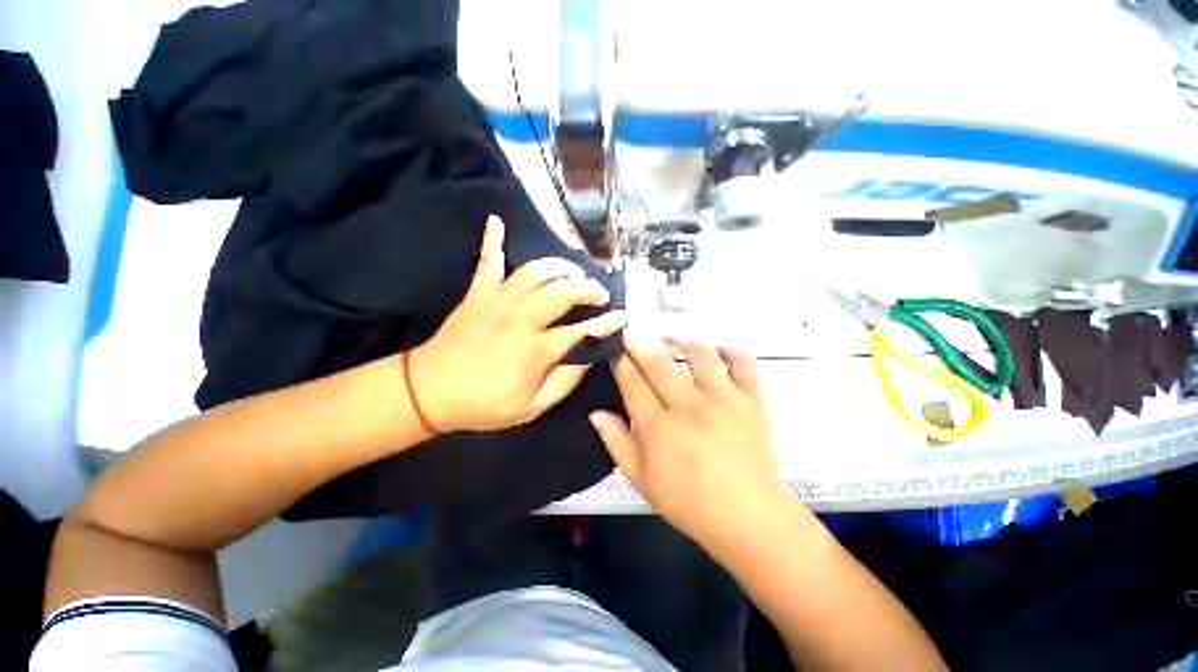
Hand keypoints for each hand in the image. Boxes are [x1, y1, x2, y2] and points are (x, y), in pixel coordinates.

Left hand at [409, 216, 626, 432]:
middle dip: (589, 288)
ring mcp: (497, 300)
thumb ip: (564, 382)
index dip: (607, 323)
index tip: (623, 317)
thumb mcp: (531, 408)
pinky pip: (487, 261)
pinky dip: (492, 240)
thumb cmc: (483, 405)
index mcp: (535, 349)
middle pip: (563, 290)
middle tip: (600, 294)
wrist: (428, 392)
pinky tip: (497, 220)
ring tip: (574, 273)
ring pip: (536, 270)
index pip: (582, 330)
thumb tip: (587, 357)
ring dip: (561, 266)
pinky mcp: (477, 293)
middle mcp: (520, 318)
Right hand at [589, 335, 783, 545]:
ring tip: (671, 339)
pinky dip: (729, 350)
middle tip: (632, 333)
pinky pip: (742, 363)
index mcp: (658, 427)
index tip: (614, 349)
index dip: (620, 361)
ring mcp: (723, 400)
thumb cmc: (689, 502)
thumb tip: (596, 412)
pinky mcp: (751, 401)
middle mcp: (689, 406)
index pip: (632, 382)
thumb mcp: (641, 480)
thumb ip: (616, 442)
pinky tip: (716, 351)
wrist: (748, 518)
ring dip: (681, 340)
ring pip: (699, 354)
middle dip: (641, 344)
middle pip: (659, 363)